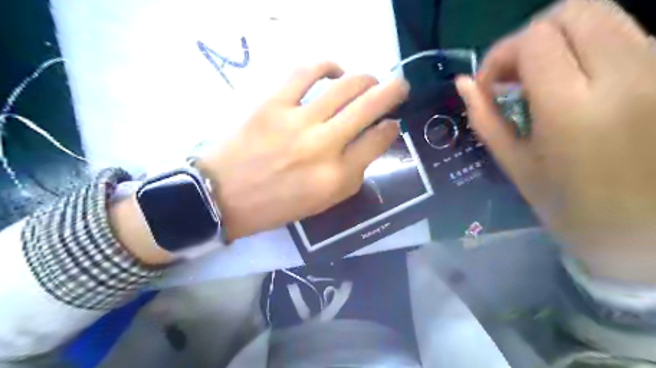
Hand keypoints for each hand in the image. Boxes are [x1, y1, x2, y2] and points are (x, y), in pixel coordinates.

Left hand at [197, 63, 407, 240]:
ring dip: (366, 79)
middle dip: (393, 92)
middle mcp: (324, 147)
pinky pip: (305, 72)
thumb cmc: (276, 206)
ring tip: (369, 80)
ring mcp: (297, 122)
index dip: (391, 128)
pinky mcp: (272, 104)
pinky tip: (334, 70)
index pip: (378, 141)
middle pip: (370, 107)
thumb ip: (352, 174)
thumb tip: (371, 141)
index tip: (392, 123)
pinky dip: (326, 66)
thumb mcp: (324, 202)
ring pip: (346, 86)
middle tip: (399, 86)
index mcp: (337, 177)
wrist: (224, 197)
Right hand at [458, 1, 655, 283]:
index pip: (534, 40)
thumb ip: (485, 118)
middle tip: (514, 76)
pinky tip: (573, 81)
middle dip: (530, 38)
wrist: (645, 234)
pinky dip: (587, 46)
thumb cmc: (569, 208)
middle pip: (572, 10)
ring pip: (603, 14)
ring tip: (540, 77)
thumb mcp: (516, 164)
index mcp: (573, 108)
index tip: (490, 85)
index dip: (501, 54)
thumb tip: (463, 84)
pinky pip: (624, 35)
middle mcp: (625, 76)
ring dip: (559, 38)